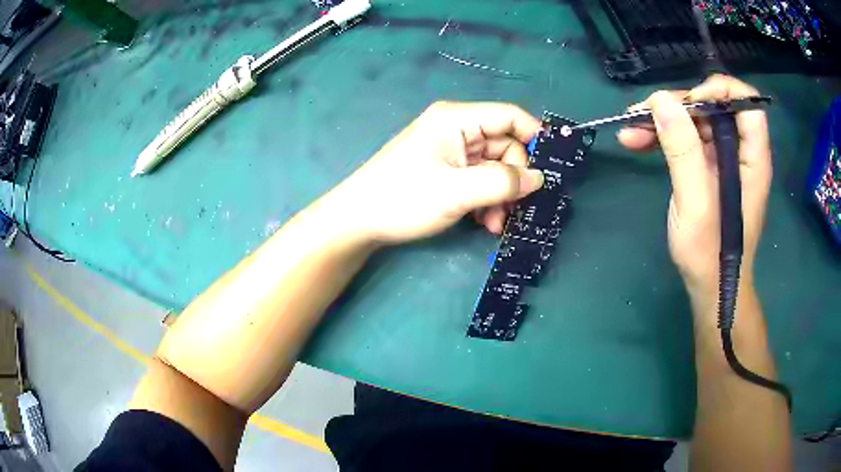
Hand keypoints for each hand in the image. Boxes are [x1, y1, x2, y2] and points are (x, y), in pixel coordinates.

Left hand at [328, 101, 544, 243]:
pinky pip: (479, 179)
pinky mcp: (446, 170)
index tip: (550, 170)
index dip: (535, 138)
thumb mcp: (458, 192)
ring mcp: (451, 150)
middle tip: (510, 211)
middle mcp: (457, 128)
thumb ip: (503, 183)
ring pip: (495, 167)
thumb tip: (539, 178)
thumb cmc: (403, 199)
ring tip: (492, 224)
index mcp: (457, 119)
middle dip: (512, 181)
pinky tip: (481, 221)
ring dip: (500, 196)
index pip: (510, 116)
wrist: (358, 221)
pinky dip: (486, 200)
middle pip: (506, 146)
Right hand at [617, 75, 771, 298]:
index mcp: (751, 157)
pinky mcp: (707, 168)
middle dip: (678, 105)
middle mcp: (740, 151)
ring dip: (663, 120)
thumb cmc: (709, 255)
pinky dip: (662, 137)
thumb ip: (683, 151)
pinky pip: (686, 139)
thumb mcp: (696, 205)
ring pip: (695, 120)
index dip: (718, 91)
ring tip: (629, 128)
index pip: (746, 102)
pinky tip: (635, 141)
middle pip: (713, 106)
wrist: (710, 288)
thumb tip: (661, 100)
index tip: (688, 104)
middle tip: (644, 115)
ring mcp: (723, 159)